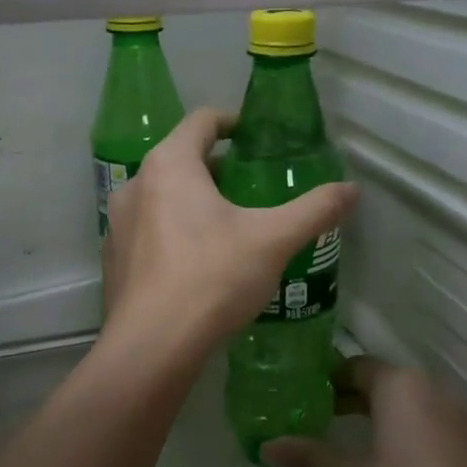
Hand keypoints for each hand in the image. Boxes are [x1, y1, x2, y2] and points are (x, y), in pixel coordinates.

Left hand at [102, 108, 356, 357]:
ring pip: (161, 196)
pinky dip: (172, 231)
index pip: (201, 121)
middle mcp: (136, 184)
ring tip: (228, 223)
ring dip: (193, 199)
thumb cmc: (213, 277)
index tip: (255, 135)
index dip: (232, 121)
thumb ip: (315, 210)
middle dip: (216, 166)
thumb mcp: (274, 240)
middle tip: (251, 185)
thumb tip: (352, 190)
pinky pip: (148, 230)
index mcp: (170, 165)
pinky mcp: (114, 259)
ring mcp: (118, 223)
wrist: (153, 345)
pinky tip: (198, 262)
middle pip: (180, 158)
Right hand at [263, 357, 466, 466]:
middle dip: (353, 398)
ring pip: (411, 404)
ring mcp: (460, 419)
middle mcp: (434, 391)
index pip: (358, 366)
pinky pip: (433, 425)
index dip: (329, 379)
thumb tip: (267, 446)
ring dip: (382, 415)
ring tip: (353, 441)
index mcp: (401, 387)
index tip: (305, 396)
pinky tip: (395, 465)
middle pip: (386, 383)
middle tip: (321, 418)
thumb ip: (311, 457)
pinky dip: (409, 433)